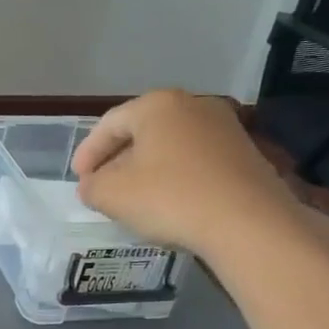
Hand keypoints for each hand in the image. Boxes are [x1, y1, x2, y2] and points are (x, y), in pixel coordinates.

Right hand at [73, 91, 302, 258]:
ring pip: (170, 145)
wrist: (250, 224)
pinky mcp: (246, 154)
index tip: (78, 178)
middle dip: (117, 158)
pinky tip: (170, 201)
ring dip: (148, 168)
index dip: (88, 153)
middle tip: (102, 184)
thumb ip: (91, 186)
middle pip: (142, 131)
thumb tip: (92, 185)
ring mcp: (225, 128)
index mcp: (156, 105)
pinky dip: (176, 176)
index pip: (109, 124)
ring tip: (134, 196)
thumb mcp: (111, 195)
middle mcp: (193, 105)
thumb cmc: (170, 198)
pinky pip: (196, 160)